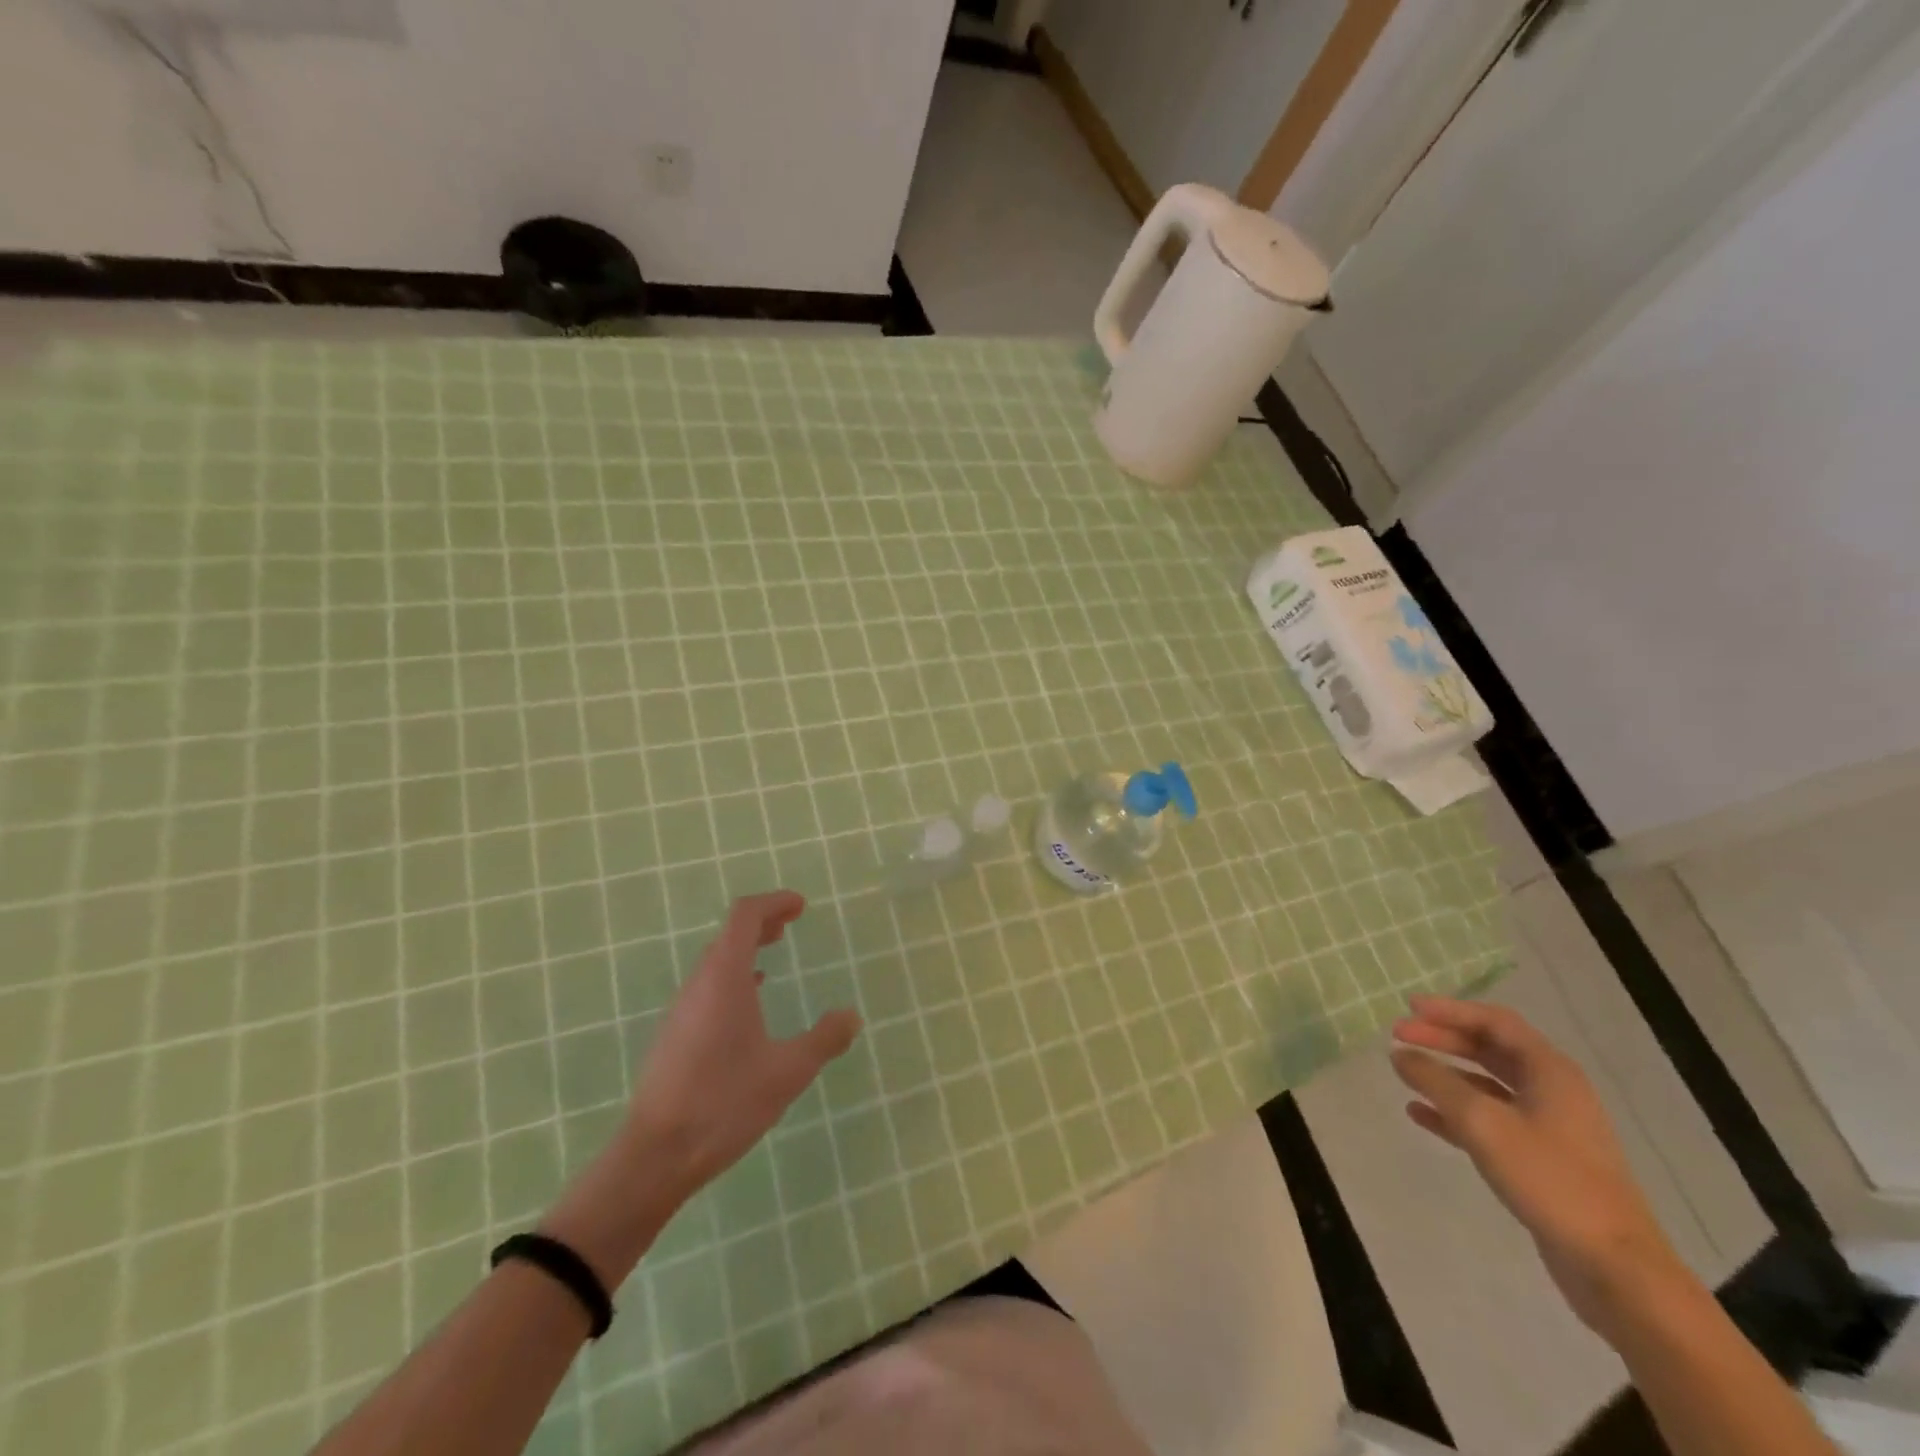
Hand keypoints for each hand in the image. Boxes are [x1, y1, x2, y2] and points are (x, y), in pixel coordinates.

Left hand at [630, 891, 861, 1195]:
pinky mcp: (674, 1037)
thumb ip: (824, 1039)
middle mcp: (699, 985)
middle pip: (728, 935)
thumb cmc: (724, 1102)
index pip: (745, 916)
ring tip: (772, 958)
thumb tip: (851, 1015)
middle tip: (790, 924)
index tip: (800, 906)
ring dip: (744, 951)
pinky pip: (706, 988)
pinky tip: (748, 1005)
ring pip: (715, 963)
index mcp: (724, 978)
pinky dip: (732, 978)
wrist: (655, 1157)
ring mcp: (681, 1011)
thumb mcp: (788, 1072)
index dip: (773, 903)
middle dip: (761, 924)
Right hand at [1391, 995, 1681, 1334]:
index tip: (1408, 1007)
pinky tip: (1420, 1115)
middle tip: (1399, 1036)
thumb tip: (1400, 1054)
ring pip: (1488, 1085)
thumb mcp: (1482, 1123)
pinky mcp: (1541, 1159)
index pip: (1494, 1021)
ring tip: (1405, 1072)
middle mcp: (1553, 1091)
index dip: (1450, 1010)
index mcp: (1550, 1072)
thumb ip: (1437, 1082)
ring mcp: (1550, 1127)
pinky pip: (1489, 1120)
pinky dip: (1454, 1112)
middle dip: (1443, 1039)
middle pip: (1490, 1049)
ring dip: (1446, 1074)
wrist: (1615, 1268)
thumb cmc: (1550, 1180)